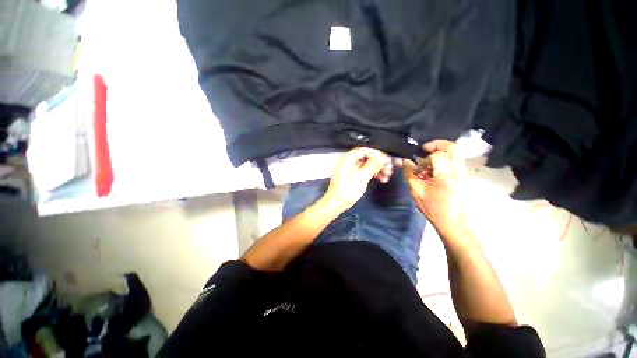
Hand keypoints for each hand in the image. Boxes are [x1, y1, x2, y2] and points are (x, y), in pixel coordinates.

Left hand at [322, 147, 391, 212]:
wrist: (336, 204)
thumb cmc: (346, 191)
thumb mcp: (362, 177)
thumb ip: (372, 165)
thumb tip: (381, 157)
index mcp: (347, 159)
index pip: (364, 150)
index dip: (376, 154)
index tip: (386, 158)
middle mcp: (347, 162)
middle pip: (366, 158)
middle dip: (378, 162)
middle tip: (389, 166)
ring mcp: (349, 169)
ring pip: (366, 165)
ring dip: (377, 169)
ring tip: (388, 174)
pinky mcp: (351, 176)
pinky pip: (363, 171)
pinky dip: (372, 174)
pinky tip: (381, 179)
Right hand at [401, 140, 466, 229]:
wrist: (453, 223)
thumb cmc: (433, 208)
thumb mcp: (417, 191)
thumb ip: (410, 174)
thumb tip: (406, 162)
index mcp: (447, 175)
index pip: (437, 155)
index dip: (423, 159)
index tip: (416, 167)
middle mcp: (459, 170)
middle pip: (454, 147)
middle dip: (437, 145)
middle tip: (425, 150)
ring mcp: (464, 173)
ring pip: (455, 153)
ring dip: (439, 154)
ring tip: (428, 166)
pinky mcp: (464, 176)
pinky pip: (454, 161)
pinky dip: (443, 161)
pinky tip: (434, 173)